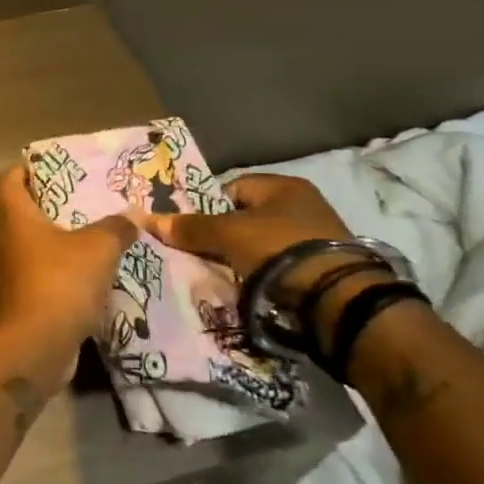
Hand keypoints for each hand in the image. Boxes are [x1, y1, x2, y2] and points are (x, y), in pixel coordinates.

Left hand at [0, 165, 135, 347]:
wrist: (36, 347)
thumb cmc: (59, 283)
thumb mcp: (97, 248)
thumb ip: (116, 228)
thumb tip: (135, 214)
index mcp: (17, 219)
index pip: (9, 183)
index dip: (24, 170)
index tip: (50, 164)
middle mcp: (12, 243)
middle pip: (28, 214)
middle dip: (57, 205)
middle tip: (92, 197)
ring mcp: (20, 274)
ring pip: (44, 247)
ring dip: (70, 240)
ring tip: (105, 231)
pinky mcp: (33, 301)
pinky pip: (55, 276)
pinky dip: (75, 272)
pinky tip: (104, 272)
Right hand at [132, 173, 350, 277]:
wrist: (336, 297)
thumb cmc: (278, 247)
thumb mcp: (227, 234)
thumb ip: (190, 227)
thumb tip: (147, 219)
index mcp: (284, 186)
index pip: (233, 188)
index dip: (209, 208)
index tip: (194, 231)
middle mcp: (305, 206)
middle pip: (248, 219)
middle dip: (225, 237)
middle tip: (204, 256)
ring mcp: (318, 239)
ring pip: (263, 246)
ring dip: (245, 260)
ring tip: (226, 276)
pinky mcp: (326, 270)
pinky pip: (282, 268)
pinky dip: (265, 278)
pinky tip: (252, 290)